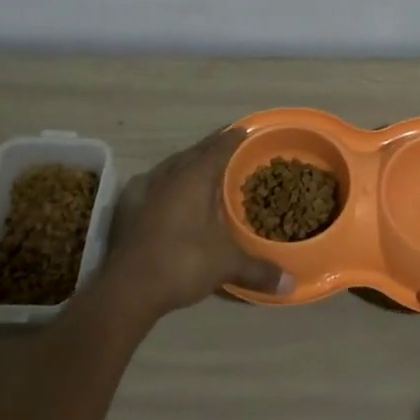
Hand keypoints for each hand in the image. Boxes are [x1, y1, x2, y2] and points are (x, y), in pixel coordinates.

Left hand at [101, 128, 293, 322]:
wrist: (128, 289)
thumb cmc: (183, 262)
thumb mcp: (226, 264)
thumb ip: (258, 269)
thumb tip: (291, 284)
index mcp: (194, 178)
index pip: (218, 148)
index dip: (233, 138)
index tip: (244, 129)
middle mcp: (169, 177)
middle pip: (193, 152)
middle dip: (211, 146)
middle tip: (227, 143)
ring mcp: (145, 193)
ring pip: (171, 166)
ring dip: (187, 161)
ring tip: (200, 164)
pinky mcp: (129, 210)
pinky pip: (154, 184)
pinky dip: (168, 181)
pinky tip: (168, 191)